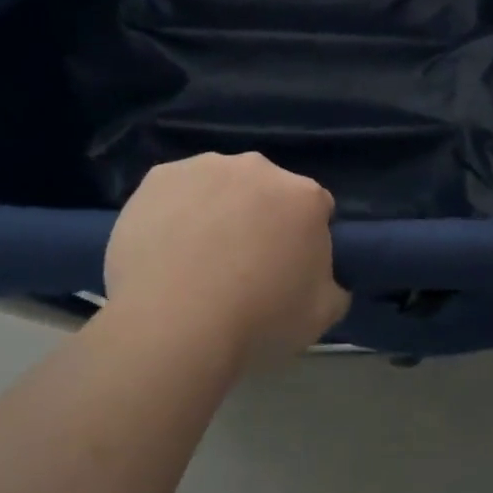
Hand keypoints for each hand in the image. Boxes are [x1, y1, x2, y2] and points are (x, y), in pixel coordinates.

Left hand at [103, 153, 350, 365]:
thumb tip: (323, 278)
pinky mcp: (159, 177)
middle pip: (266, 190)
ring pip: (218, 185)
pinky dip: (173, 212)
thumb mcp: (322, 315)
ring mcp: (205, 167)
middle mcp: (258, 168)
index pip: (316, 209)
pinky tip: (163, 249)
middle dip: (260, 217)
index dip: (303, 238)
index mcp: (305, 196)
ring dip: (216, 210)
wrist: (174, 325)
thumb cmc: (258, 321)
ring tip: (195, 260)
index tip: (288, 268)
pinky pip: (175, 191)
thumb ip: (333, 285)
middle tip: (241, 265)